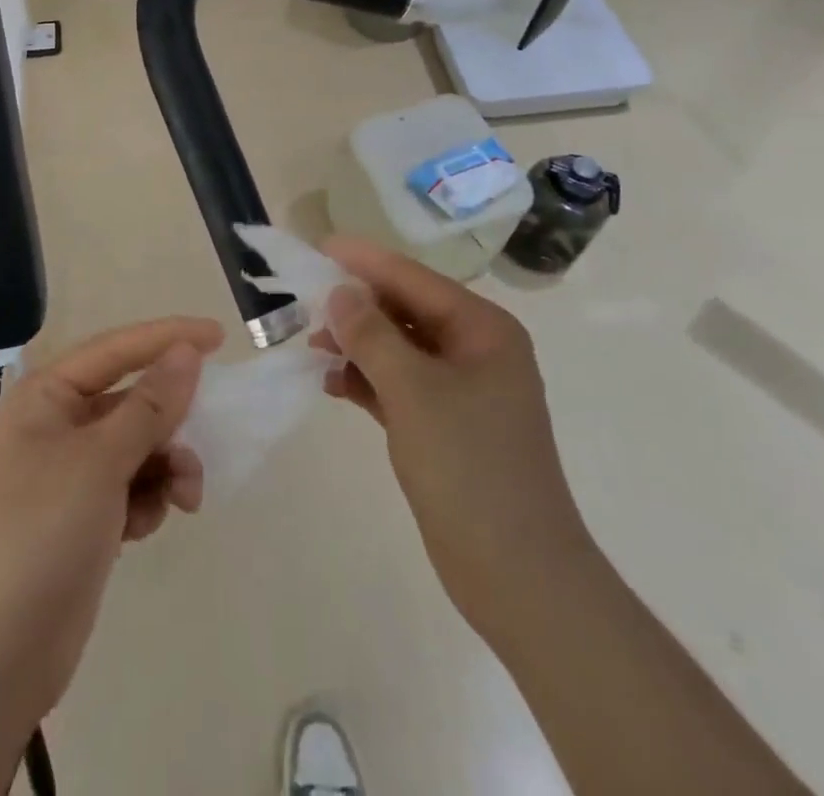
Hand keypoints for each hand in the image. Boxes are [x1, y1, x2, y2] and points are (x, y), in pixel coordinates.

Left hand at [0, 316, 224, 726]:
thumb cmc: (42, 532)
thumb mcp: (101, 460)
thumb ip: (151, 404)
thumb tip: (187, 351)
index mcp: (46, 395)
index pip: (117, 348)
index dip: (168, 337)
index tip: (220, 337)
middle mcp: (57, 423)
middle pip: (133, 400)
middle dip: (170, 422)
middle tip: (204, 438)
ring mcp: (70, 472)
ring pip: (139, 445)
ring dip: (167, 466)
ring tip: (183, 498)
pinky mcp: (84, 514)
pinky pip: (133, 485)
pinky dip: (148, 499)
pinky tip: (143, 528)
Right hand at [314, 236, 590, 647]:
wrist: (518, 576)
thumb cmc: (469, 468)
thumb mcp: (413, 392)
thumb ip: (371, 335)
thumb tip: (339, 292)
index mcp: (483, 330)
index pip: (414, 279)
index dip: (365, 262)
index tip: (320, 247)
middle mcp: (475, 351)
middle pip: (406, 311)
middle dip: (357, 307)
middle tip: (306, 303)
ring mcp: (462, 391)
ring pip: (399, 349)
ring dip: (357, 345)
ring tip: (312, 345)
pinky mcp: (445, 426)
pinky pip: (399, 385)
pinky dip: (367, 381)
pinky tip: (331, 383)